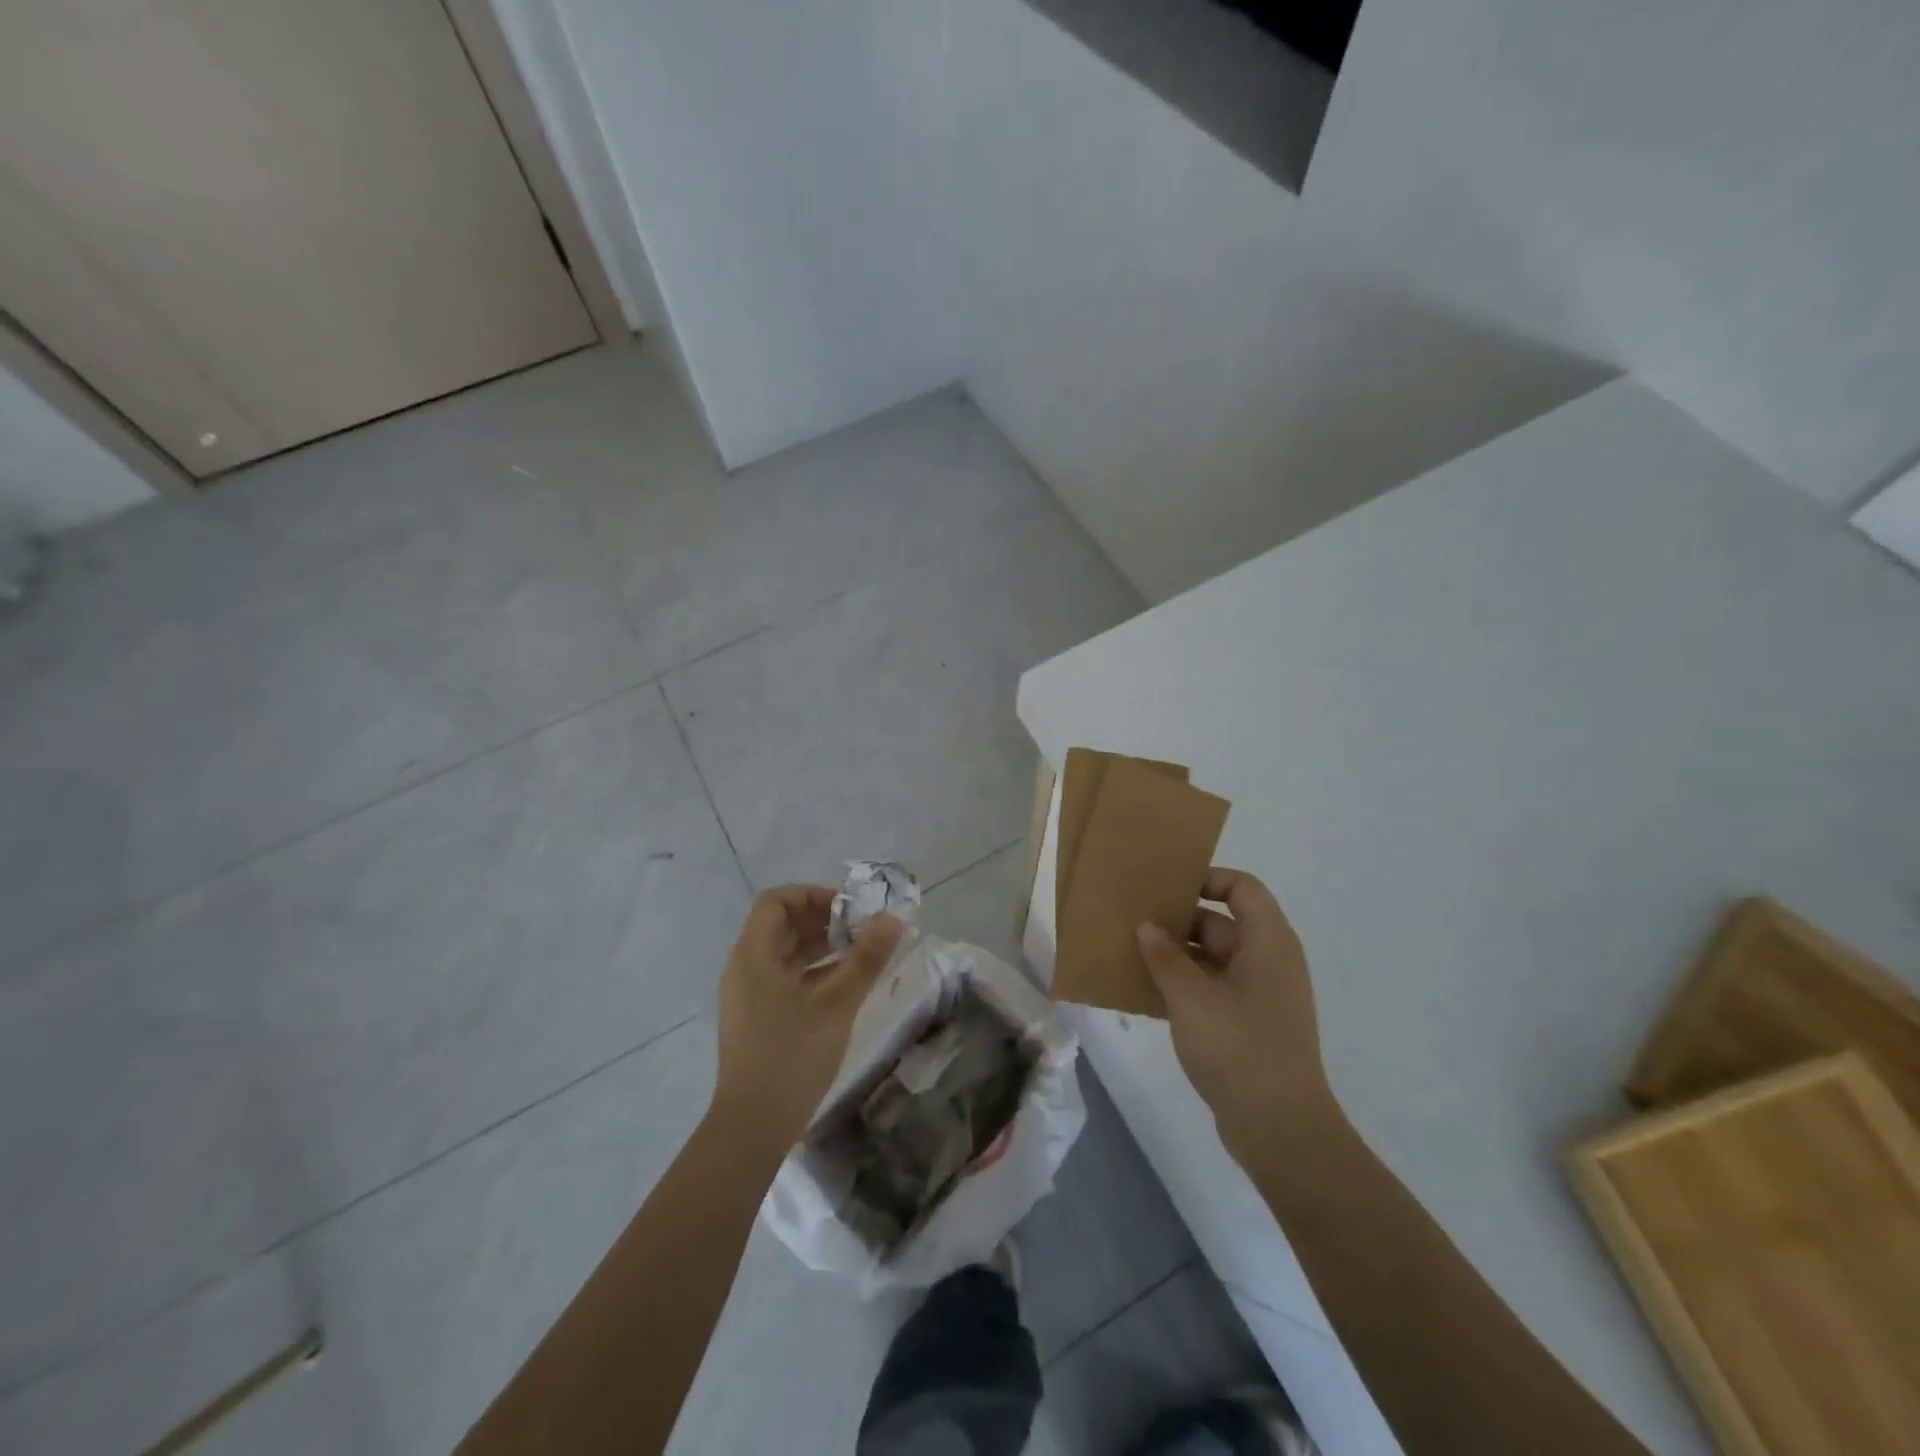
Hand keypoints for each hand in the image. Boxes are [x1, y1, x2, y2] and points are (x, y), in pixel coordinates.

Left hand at [711, 886, 903, 1149]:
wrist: (752, 1127)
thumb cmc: (792, 1055)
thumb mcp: (836, 1003)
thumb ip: (866, 958)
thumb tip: (893, 918)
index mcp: (753, 955)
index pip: (776, 901)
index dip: (812, 895)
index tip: (848, 908)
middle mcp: (745, 968)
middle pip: (781, 925)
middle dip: (823, 920)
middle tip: (862, 928)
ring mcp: (748, 996)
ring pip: (784, 953)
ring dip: (821, 946)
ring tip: (860, 952)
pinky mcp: (757, 1019)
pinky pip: (784, 978)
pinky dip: (813, 971)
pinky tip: (844, 984)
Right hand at [1136, 868, 1335, 1163]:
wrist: (1279, 1129)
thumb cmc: (1239, 1048)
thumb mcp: (1191, 997)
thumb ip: (1165, 957)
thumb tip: (1147, 927)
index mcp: (1268, 943)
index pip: (1242, 888)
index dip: (1207, 879)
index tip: (1166, 889)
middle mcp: (1269, 962)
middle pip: (1223, 923)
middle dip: (1179, 922)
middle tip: (1134, 923)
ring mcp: (1261, 996)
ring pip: (1214, 959)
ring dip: (1176, 957)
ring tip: (1132, 955)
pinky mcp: (1249, 1026)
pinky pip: (1213, 990)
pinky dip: (1185, 986)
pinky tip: (1147, 994)